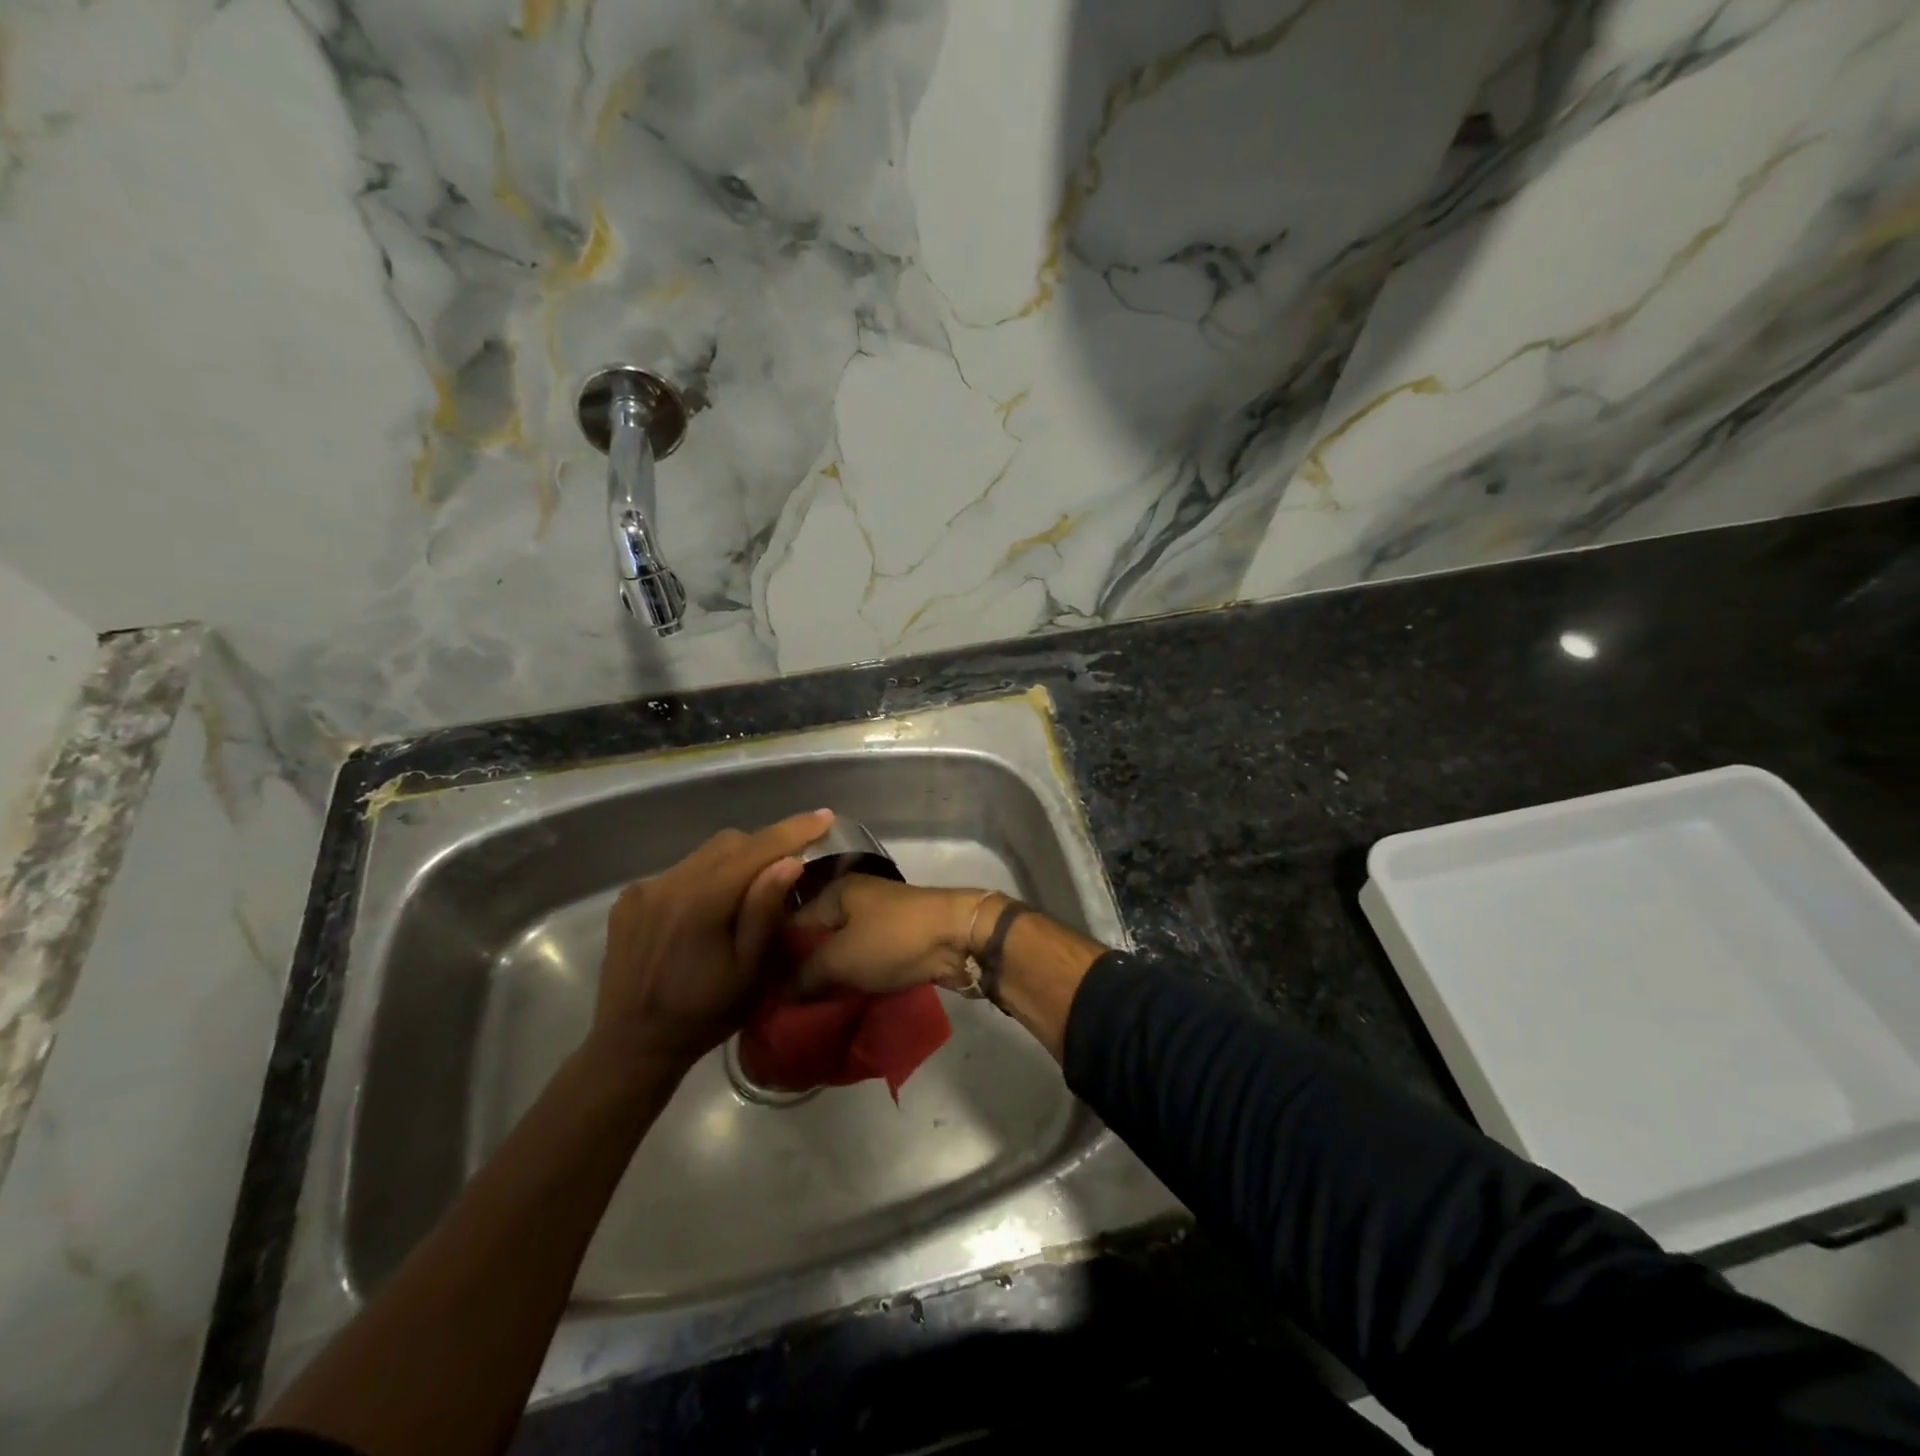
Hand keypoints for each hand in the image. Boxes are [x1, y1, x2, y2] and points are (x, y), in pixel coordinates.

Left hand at [591, 809, 832, 1076]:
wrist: (632, 1047)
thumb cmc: (703, 1015)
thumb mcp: (749, 972)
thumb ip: (765, 911)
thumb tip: (790, 860)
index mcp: (701, 902)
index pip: (756, 849)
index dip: (793, 830)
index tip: (824, 816)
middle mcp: (668, 883)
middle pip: (729, 843)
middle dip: (764, 846)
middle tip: (789, 865)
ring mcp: (643, 889)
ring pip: (703, 854)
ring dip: (733, 862)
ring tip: (749, 890)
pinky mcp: (629, 899)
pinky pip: (679, 871)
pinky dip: (704, 877)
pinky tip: (708, 908)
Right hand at [790, 874, 1002, 994]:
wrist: (959, 937)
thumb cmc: (893, 940)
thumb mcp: (840, 959)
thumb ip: (804, 976)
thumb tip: (777, 994)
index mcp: (835, 891)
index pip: (790, 923)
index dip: (774, 956)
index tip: (760, 989)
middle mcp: (854, 898)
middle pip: (817, 937)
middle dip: (802, 969)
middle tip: (781, 1005)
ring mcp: (879, 917)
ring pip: (843, 949)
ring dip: (830, 976)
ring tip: (806, 1009)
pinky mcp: (898, 938)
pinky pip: (866, 958)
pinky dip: (855, 977)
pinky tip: (840, 1001)